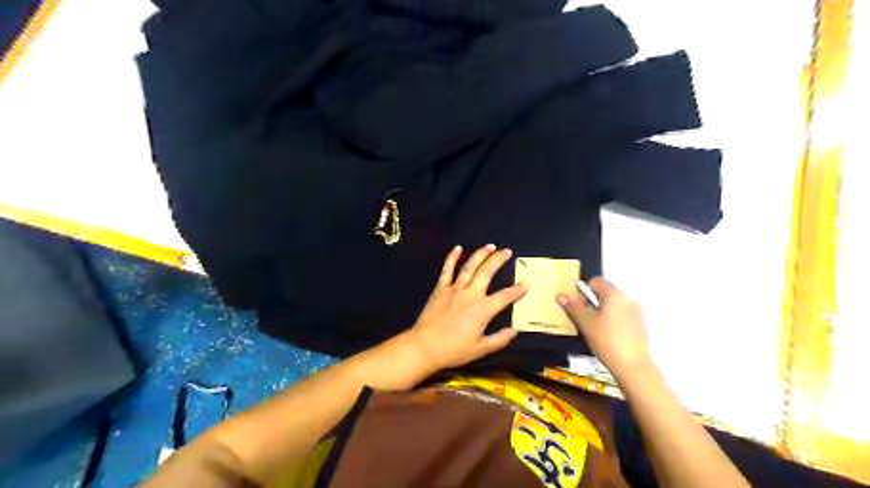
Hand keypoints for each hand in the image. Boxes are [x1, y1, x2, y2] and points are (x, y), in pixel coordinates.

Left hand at [406, 247, 526, 371]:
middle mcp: (471, 294)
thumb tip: (514, 330)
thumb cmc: (454, 350)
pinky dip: (452, 258)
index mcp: (483, 310)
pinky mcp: (440, 288)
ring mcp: (454, 289)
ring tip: (490, 246)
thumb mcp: (481, 350)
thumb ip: (499, 339)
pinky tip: (458, 248)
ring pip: (470, 267)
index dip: (517, 290)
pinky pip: (447, 270)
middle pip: (487, 272)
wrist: (425, 347)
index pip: (504, 297)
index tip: (526, 283)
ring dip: (481, 254)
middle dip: (499, 260)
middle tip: (507, 251)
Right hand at [562, 278, 648, 377]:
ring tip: (595, 329)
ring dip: (602, 311)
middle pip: (605, 292)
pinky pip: (622, 315)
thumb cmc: (606, 340)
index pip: (596, 281)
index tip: (579, 307)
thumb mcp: (585, 323)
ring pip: (613, 305)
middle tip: (584, 319)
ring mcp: (636, 312)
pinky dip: (613, 320)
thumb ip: (573, 307)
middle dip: (592, 302)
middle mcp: (627, 298)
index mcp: (614, 294)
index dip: (584, 291)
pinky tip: (608, 336)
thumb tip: (561, 295)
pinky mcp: (640, 325)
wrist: (632, 366)